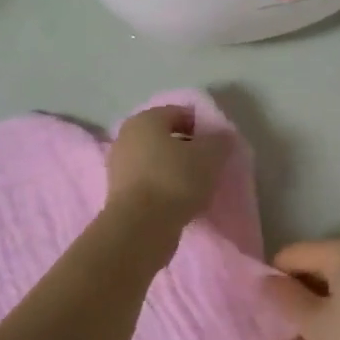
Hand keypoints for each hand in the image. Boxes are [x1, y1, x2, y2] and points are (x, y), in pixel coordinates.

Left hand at [105, 105, 231, 235]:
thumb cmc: (175, 180)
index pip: (179, 113)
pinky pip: (148, 182)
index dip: (201, 126)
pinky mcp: (118, 193)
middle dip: (187, 148)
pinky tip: (179, 201)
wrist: (140, 226)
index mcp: (145, 120)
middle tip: (208, 165)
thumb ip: (220, 142)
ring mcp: (118, 166)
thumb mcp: (210, 156)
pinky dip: (163, 187)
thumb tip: (221, 137)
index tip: (217, 145)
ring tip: (197, 186)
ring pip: (155, 161)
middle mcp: (126, 137)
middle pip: (164, 137)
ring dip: (175, 169)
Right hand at [261, 234, 339, 339]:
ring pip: (334, 292)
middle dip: (293, 299)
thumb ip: (285, 298)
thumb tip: (263, 280)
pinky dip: (333, 322)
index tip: (257, 308)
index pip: (294, 254)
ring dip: (310, 316)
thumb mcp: (315, 324)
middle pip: (316, 270)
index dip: (272, 279)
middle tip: (269, 328)